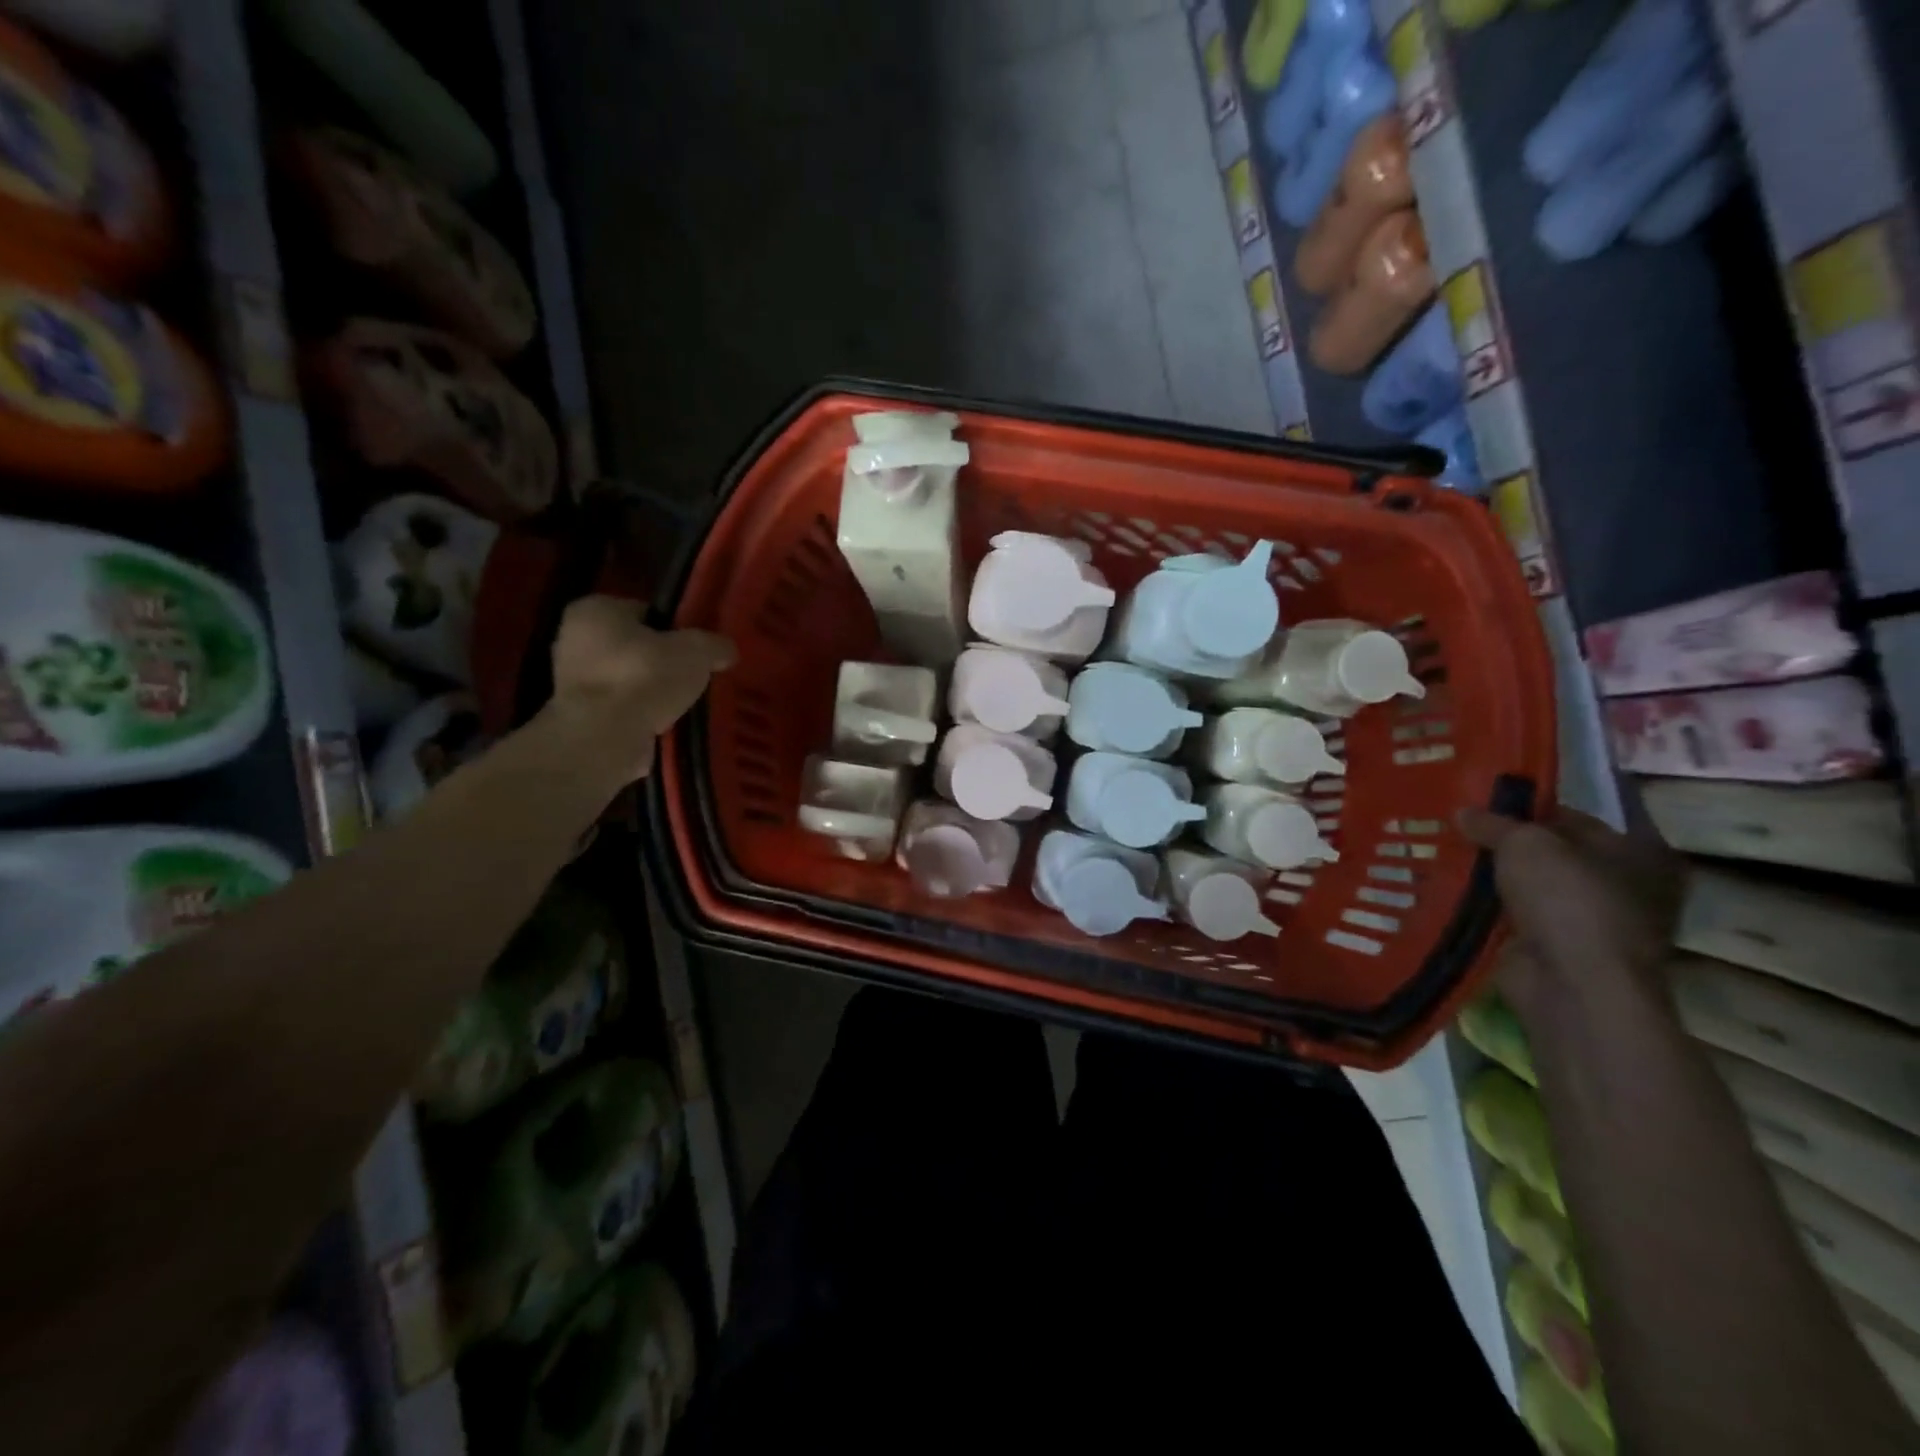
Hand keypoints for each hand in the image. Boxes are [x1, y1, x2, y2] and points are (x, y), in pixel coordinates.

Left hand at [546, 596, 735, 782]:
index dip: (674, 629)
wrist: (606, 737)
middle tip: (693, 678)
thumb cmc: (645, 677)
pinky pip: (622, 711)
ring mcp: (571, 683)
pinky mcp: (580, 718)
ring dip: (653, 694)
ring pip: (628, 682)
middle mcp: (573, 640)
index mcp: (596, 610)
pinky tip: (666, 727)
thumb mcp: (696, 651)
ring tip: (683, 706)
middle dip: (662, 663)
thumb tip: (726, 650)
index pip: (644, 612)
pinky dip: (642, 718)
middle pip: (634, 648)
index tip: (696, 649)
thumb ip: (714, 645)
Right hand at [1458, 804, 1683, 1019]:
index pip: (1571, 817)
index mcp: (1638, 852)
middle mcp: (1623, 887)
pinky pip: (1512, 919)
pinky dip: (1485, 909)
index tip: (1478, 803)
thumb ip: (1494, 823)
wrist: (1572, 984)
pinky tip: (1448, 892)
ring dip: (1491, 879)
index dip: (1525, 808)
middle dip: (1503, 846)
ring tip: (1441, 856)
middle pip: (1548, 855)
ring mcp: (1590, 924)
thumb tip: (1462, 812)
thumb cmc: (1567, 900)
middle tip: (1455, 829)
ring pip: (1527, 889)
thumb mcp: (1524, 843)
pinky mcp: (1556, 951)